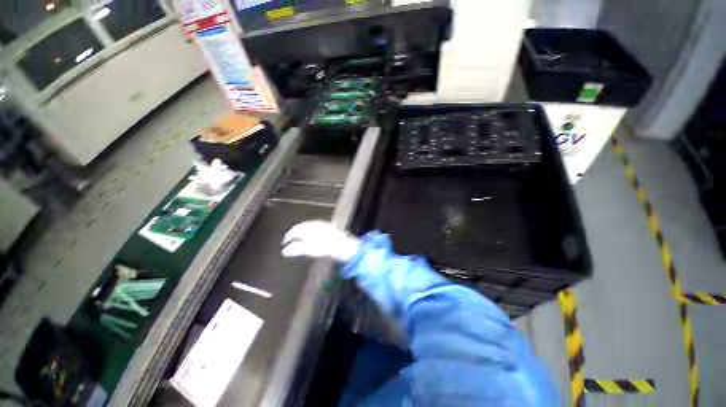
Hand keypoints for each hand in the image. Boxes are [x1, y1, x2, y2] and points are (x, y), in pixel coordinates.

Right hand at [281, 221, 360, 262]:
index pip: (296, 229)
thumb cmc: (326, 247)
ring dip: (303, 232)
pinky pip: (317, 228)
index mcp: (309, 227)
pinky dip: (311, 232)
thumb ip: (297, 249)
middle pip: (302, 226)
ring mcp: (324, 225)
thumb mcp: (309, 249)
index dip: (289, 236)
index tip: (284, 242)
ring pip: (310, 226)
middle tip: (291, 240)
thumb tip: (285, 250)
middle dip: (295, 233)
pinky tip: (313, 238)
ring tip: (300, 240)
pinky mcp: (330, 228)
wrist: (344, 245)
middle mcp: (316, 224)